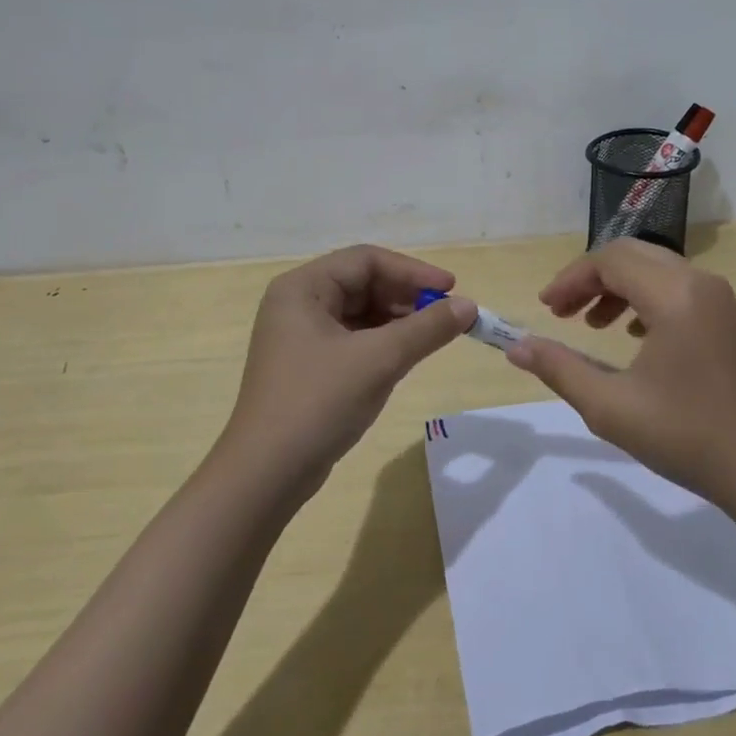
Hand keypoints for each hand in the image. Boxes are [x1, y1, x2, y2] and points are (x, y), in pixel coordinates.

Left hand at [220, 245, 475, 496]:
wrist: (266, 475)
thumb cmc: (318, 403)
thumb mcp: (380, 360)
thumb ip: (427, 329)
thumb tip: (469, 305)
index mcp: (302, 288)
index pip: (366, 260)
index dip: (412, 271)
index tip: (451, 287)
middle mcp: (297, 303)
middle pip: (363, 283)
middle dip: (406, 297)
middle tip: (445, 316)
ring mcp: (300, 336)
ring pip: (360, 312)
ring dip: (397, 321)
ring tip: (432, 337)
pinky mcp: (307, 365)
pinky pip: (353, 339)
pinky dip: (382, 342)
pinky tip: (405, 357)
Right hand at [505, 238, 735, 506]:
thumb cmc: (687, 437)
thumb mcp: (610, 407)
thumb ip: (559, 369)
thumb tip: (515, 347)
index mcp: (673, 295)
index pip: (609, 261)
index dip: (570, 279)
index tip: (545, 309)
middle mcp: (698, 282)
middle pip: (631, 254)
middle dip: (590, 277)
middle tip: (561, 311)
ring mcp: (718, 297)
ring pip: (654, 268)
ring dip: (617, 285)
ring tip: (591, 323)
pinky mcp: (727, 316)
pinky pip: (676, 286)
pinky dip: (645, 296)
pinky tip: (633, 334)